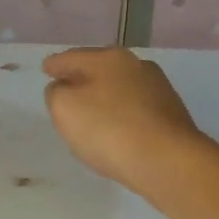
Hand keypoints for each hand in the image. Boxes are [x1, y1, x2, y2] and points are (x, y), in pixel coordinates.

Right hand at [42, 48, 213, 202]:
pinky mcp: (172, 116)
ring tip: (91, 113)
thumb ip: (57, 93)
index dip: (56, 64)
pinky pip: (136, 110)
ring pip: (121, 89)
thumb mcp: (65, 108)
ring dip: (105, 97)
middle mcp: (137, 66)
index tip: (46, 69)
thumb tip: (64, 88)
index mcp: (109, 58)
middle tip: (66, 89)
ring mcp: (159, 90)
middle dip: (83, 78)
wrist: (168, 161)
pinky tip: (117, 131)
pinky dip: (122, 115)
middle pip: (100, 69)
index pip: (73, 57)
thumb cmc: (109, 129)